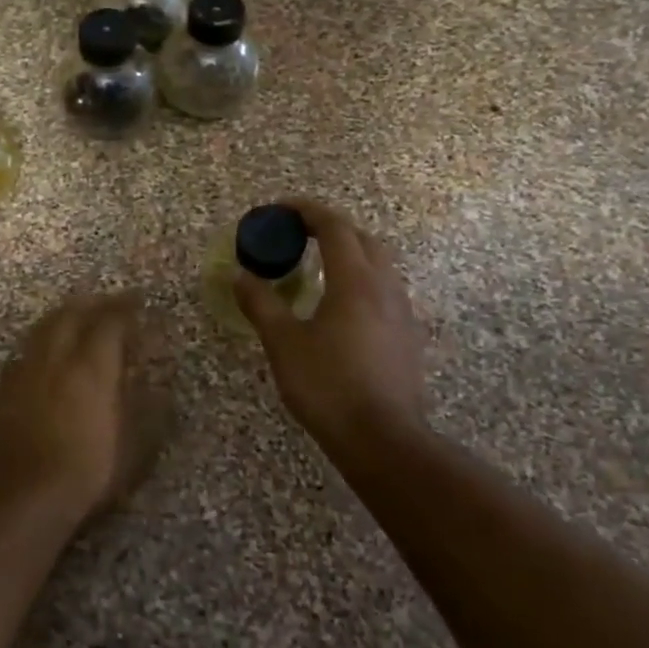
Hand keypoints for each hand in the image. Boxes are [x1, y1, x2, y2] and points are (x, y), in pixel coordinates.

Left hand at [0, 291, 149, 526]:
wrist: (27, 493)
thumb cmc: (90, 469)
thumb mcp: (135, 441)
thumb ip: (145, 402)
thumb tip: (152, 376)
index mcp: (92, 365)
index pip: (110, 321)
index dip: (126, 307)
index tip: (139, 300)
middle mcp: (57, 356)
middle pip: (73, 313)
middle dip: (94, 302)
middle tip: (110, 302)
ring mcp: (27, 368)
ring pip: (45, 325)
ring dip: (66, 314)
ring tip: (79, 315)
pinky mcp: (6, 385)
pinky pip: (27, 347)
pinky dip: (43, 337)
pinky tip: (48, 349)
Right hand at [236, 199, 429, 461]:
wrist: (382, 438)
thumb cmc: (328, 385)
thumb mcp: (283, 343)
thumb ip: (261, 303)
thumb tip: (241, 276)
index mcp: (355, 280)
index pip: (334, 226)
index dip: (306, 211)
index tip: (280, 209)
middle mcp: (385, 286)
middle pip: (363, 238)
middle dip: (331, 227)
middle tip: (298, 235)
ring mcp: (402, 311)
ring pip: (379, 264)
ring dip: (349, 252)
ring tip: (318, 266)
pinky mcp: (407, 335)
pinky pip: (384, 289)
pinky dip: (360, 279)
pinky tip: (340, 305)